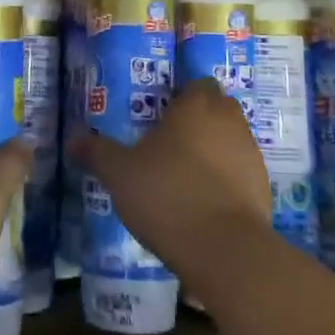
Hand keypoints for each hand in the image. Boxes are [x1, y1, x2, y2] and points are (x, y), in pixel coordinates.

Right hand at [66, 77, 271, 283]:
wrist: (224, 250)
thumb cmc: (167, 195)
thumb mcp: (119, 173)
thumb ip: (97, 152)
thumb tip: (72, 140)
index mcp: (196, 106)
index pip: (197, 84)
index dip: (183, 95)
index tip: (163, 113)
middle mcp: (228, 121)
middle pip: (218, 108)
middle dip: (200, 119)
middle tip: (172, 141)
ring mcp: (250, 154)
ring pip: (232, 139)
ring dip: (215, 149)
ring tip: (186, 174)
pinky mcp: (263, 188)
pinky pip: (241, 172)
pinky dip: (227, 180)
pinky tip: (205, 202)